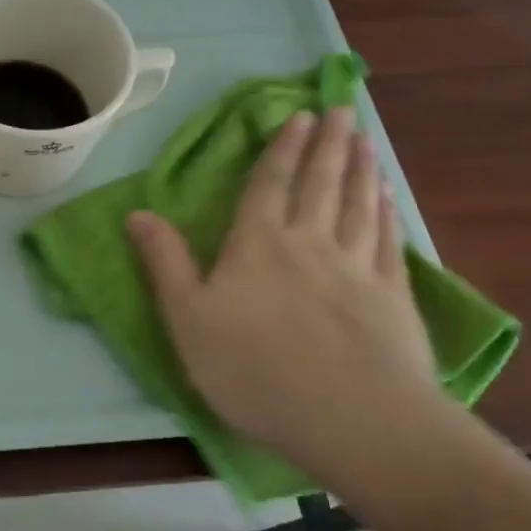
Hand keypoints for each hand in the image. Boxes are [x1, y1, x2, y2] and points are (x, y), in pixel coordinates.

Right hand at [128, 107, 441, 489]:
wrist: (353, 420)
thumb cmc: (255, 369)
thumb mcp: (188, 319)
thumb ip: (164, 262)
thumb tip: (136, 213)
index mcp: (259, 244)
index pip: (270, 184)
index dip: (282, 149)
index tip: (298, 116)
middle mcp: (310, 241)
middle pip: (320, 182)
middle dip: (328, 144)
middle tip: (339, 110)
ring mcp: (358, 266)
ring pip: (359, 202)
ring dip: (360, 167)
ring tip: (364, 139)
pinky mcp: (394, 296)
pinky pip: (388, 238)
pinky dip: (387, 210)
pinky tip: (388, 196)